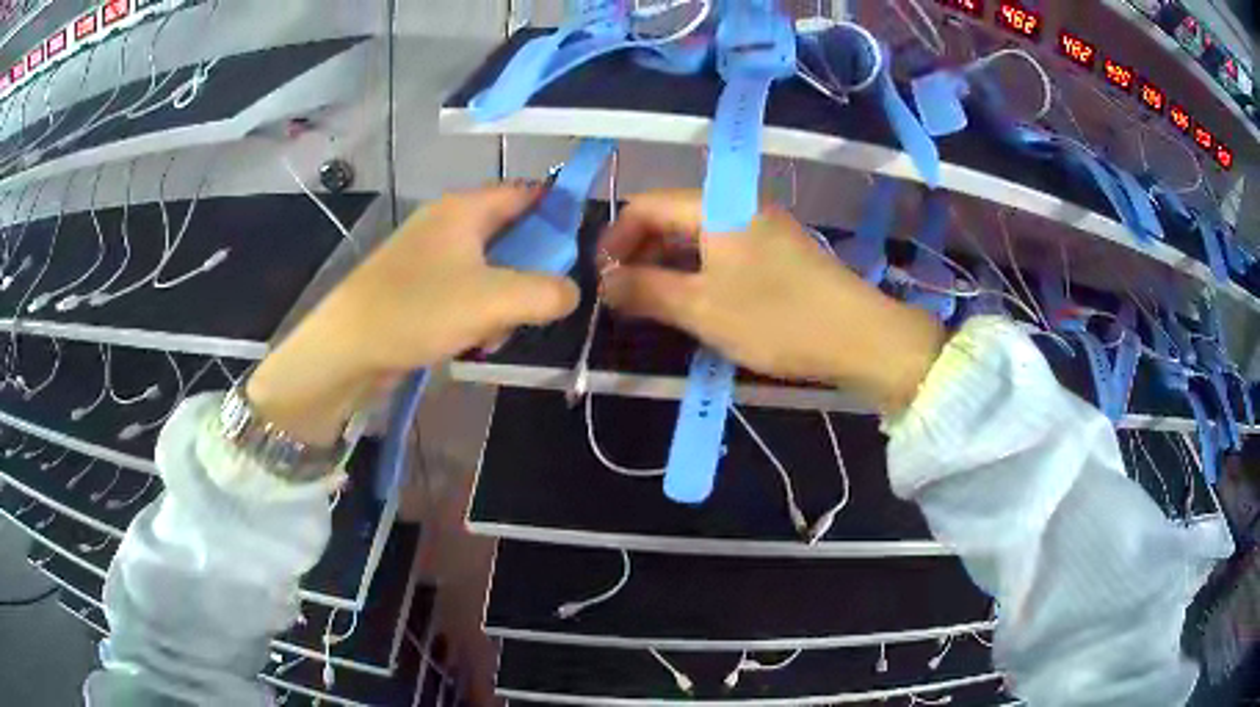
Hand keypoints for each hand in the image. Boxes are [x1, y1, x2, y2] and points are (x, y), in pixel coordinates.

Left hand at [247, 185, 579, 444]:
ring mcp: (428, 255)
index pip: (527, 193)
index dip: (559, 212)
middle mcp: (447, 223)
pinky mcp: (416, 286)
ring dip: (504, 299)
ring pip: (489, 267)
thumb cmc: (417, 311)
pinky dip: (477, 312)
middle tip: (538, 303)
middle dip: (531, 270)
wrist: (346, 348)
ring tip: (496, 333)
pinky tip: (472, 341)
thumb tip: (572, 292)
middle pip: (510, 233)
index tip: (583, 247)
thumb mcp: (495, 300)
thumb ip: (547, 292)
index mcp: (465, 209)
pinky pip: (464, 290)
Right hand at [598, 190, 944, 412]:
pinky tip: (692, 304)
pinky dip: (697, 273)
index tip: (600, 279)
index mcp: (715, 206)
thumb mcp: (701, 308)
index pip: (646, 205)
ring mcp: (760, 228)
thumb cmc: (776, 319)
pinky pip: (722, 253)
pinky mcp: (777, 252)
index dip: (615, 239)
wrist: (859, 337)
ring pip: (697, 238)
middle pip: (671, 218)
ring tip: (651, 305)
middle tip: (623, 297)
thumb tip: (604, 282)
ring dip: (667, 266)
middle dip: (640, 254)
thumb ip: (645, 290)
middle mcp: (736, 206)